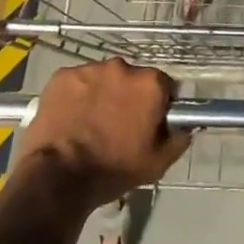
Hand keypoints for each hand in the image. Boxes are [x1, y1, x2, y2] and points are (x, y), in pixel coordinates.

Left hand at [13, 59, 189, 211]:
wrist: (58, 176)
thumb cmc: (113, 169)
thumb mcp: (157, 163)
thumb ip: (178, 139)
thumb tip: (185, 126)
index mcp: (149, 83)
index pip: (163, 85)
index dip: (157, 104)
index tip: (148, 122)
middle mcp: (122, 66)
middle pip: (131, 79)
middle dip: (128, 96)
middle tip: (118, 124)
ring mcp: (89, 69)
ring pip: (102, 78)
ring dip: (101, 94)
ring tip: (90, 123)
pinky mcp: (62, 75)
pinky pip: (76, 82)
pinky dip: (76, 95)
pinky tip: (70, 118)